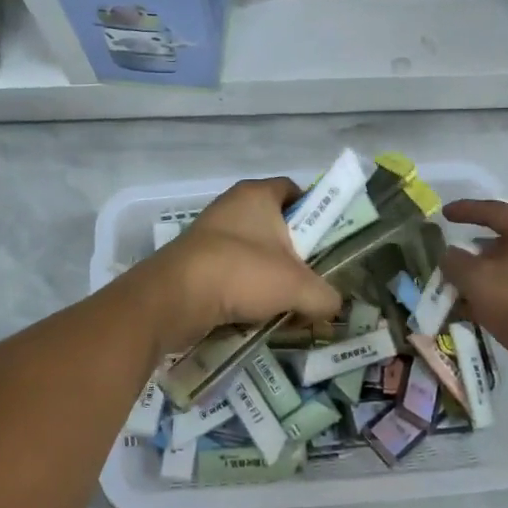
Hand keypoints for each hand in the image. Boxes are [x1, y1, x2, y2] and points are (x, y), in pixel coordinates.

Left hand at [133, 178, 342, 353]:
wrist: (175, 299)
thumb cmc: (242, 273)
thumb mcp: (298, 287)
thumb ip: (325, 296)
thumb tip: (332, 307)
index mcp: (257, 195)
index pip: (295, 191)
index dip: (315, 213)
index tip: (327, 243)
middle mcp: (232, 207)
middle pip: (276, 228)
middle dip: (295, 257)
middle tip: (311, 282)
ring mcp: (210, 234)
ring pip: (254, 254)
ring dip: (270, 279)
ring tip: (287, 307)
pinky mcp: (195, 261)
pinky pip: (232, 273)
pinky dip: (245, 292)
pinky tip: (257, 316)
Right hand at [441, 199, 507, 370]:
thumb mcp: (477, 281)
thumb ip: (455, 261)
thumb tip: (450, 255)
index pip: (494, 210)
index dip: (465, 210)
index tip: (444, 214)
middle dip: (477, 249)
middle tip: (454, 258)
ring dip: (490, 275)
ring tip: (465, 289)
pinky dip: (505, 292)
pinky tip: (487, 309)